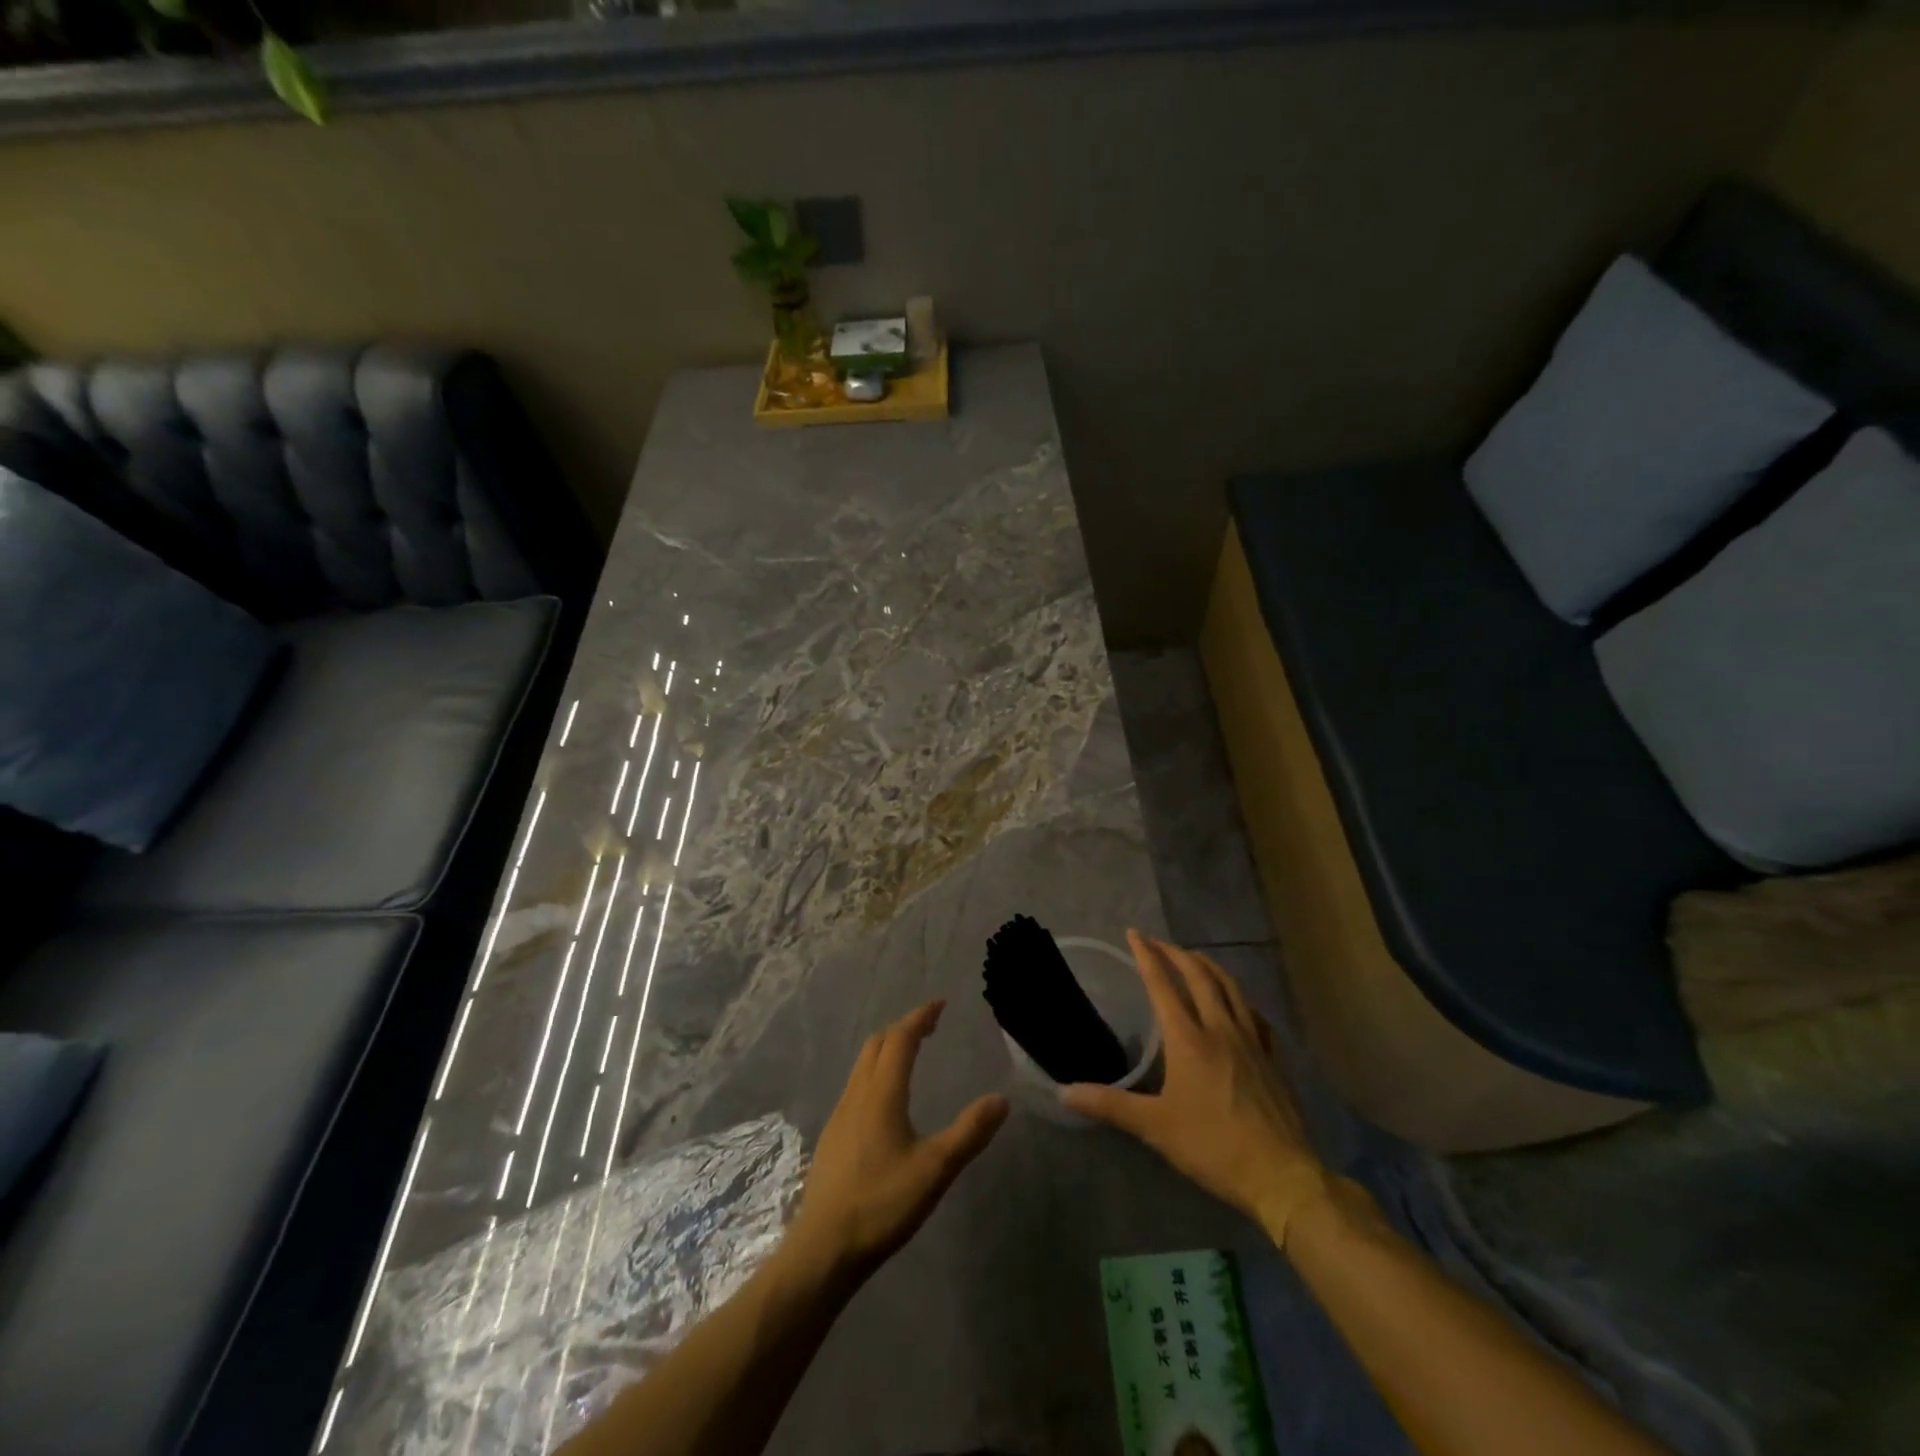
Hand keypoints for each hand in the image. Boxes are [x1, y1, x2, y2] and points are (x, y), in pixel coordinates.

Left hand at [786, 1000, 1008, 1281]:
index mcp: (882, 1094)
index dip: (919, 1017)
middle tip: (929, 1026)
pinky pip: (856, 1085)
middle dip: (903, 1028)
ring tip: (910, 1054)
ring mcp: (840, 1115)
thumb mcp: (935, 1170)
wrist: (823, 1249)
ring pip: (863, 1065)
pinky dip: (875, 1072)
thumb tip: (1002, 1100)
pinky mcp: (833, 1137)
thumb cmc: (881, 1204)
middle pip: (877, 1045)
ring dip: (886, 1048)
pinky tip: (885, 1099)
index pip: (900, 1039)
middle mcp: (857, 1095)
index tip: (939, 1004)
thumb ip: (969, 1133)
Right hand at [1063, 932, 1329, 1244]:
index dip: (1147, 957)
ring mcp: (1252, 1041)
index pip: (1163, 986)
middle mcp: (1220, 1029)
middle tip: (1159, 943)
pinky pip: (1255, 1016)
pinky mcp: (1273, 1058)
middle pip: (1199, 977)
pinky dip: (1241, 999)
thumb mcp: (1155, 1127)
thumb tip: (1063, 1093)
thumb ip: (1109, 1105)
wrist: (1281, 1175)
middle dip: (1177, 954)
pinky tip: (1239, 1005)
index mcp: (1189, 1039)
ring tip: (1195, 958)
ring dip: (1209, 967)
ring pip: (1231, 988)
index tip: (1135, 934)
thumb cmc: (1213, 1146)